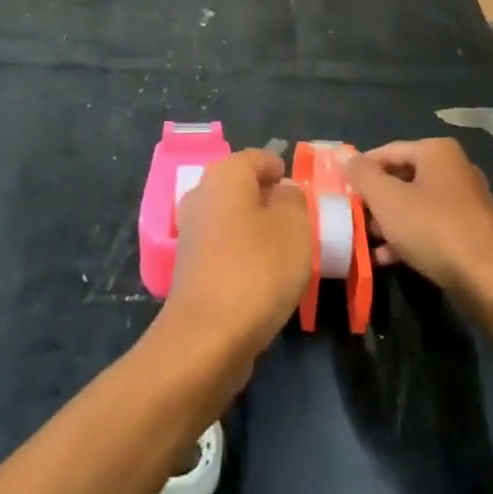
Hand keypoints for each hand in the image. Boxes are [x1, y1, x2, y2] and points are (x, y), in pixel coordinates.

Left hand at [163, 150, 312, 361]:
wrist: (208, 336)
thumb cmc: (258, 268)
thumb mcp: (295, 226)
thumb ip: (293, 199)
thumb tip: (282, 192)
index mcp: (224, 175)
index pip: (257, 157)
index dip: (281, 169)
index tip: (303, 192)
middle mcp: (201, 196)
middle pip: (242, 188)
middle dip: (271, 201)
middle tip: (301, 223)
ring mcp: (191, 233)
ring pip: (233, 219)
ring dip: (258, 231)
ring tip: (288, 254)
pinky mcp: (189, 268)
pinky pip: (224, 249)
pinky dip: (244, 256)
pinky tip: (265, 279)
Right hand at [345, 139, 492, 302]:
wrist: (491, 280)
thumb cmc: (434, 228)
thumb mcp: (387, 200)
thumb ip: (362, 175)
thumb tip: (344, 156)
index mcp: (437, 151)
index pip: (387, 151)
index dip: (361, 170)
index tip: (341, 190)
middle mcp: (455, 168)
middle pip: (401, 177)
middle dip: (375, 199)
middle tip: (352, 216)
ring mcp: (466, 200)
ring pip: (415, 204)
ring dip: (389, 221)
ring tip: (366, 240)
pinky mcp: (471, 230)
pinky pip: (431, 225)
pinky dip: (409, 236)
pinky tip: (388, 257)